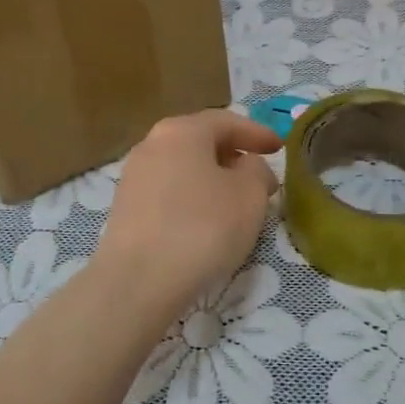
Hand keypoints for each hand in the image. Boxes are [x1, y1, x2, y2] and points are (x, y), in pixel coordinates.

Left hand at [97, 110, 280, 307]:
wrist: (138, 281)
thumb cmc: (202, 228)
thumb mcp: (249, 195)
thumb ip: (257, 171)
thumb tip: (248, 167)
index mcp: (182, 130)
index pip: (226, 121)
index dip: (257, 133)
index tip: (280, 147)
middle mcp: (152, 144)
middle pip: (200, 141)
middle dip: (232, 155)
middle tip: (258, 175)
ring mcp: (133, 176)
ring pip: (182, 167)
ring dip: (211, 179)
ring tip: (234, 202)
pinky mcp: (124, 208)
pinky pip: (167, 192)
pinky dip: (190, 198)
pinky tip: (204, 222)